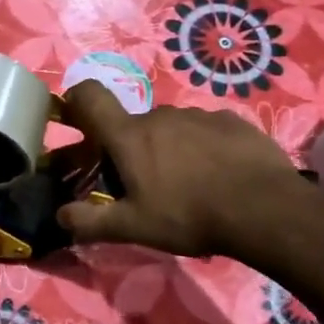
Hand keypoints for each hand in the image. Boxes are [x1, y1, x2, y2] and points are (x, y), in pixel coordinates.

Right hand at [56, 80, 299, 257]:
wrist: (264, 209)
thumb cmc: (189, 215)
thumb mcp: (134, 227)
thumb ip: (92, 221)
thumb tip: (60, 216)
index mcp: (129, 136)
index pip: (90, 96)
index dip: (77, 101)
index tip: (76, 120)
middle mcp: (160, 115)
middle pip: (134, 125)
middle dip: (132, 149)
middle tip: (144, 185)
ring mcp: (198, 115)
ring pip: (171, 129)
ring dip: (170, 149)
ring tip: (188, 185)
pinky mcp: (232, 121)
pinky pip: (205, 131)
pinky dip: (204, 148)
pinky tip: (220, 176)